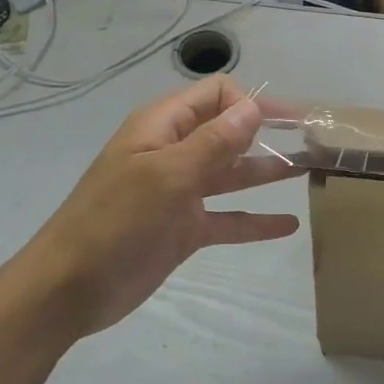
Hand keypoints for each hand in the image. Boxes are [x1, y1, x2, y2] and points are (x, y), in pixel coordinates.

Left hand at [0, 76, 301, 351]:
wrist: (68, 289)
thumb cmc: (116, 221)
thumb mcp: (167, 175)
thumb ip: (214, 141)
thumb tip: (253, 107)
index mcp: (162, 128)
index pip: (216, 95)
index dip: (250, 103)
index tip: (283, 125)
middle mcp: (174, 153)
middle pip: (229, 132)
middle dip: (268, 133)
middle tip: (314, 140)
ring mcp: (179, 193)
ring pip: (232, 175)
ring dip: (268, 172)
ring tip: (311, 170)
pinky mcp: (183, 230)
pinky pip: (228, 219)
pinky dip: (256, 221)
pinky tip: (289, 224)